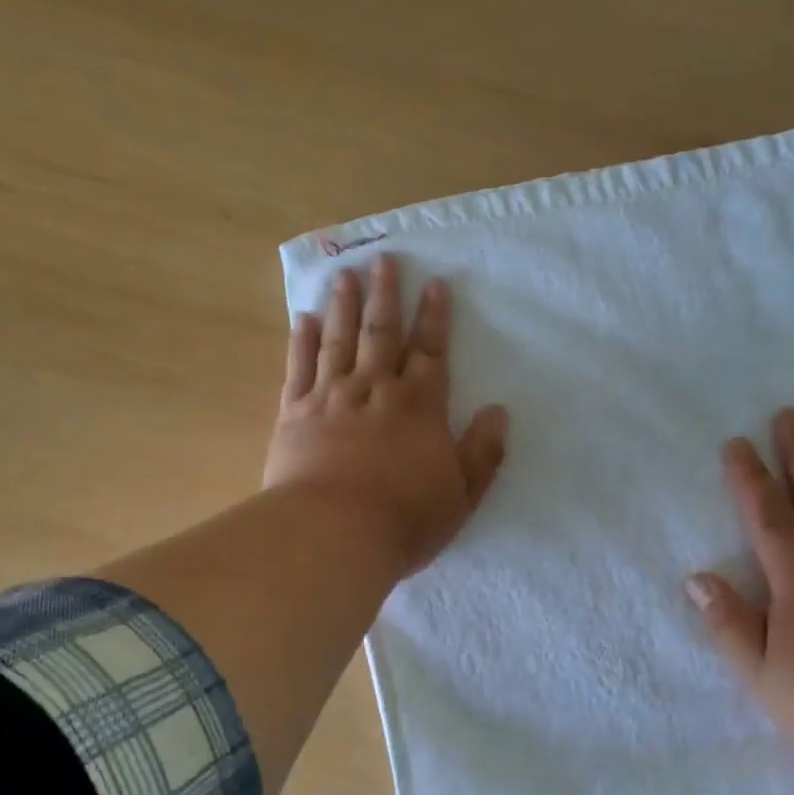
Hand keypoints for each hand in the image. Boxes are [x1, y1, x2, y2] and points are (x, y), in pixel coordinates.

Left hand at [263, 255, 508, 578]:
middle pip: (382, 334)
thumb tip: (499, 412)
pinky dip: (301, 341)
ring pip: (339, 340)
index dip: (435, 318)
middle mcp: (375, 390)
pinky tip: (302, 318)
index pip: (430, 352)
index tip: (434, 283)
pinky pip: (299, 368)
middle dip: (386, 296)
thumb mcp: (462, 494)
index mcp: (419, 406)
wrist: (334, 534)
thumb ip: (483, 451)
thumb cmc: (405, 518)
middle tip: (383, 260)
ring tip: (345, 276)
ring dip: (343, 306)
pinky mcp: (295, 414)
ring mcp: (331, 398)